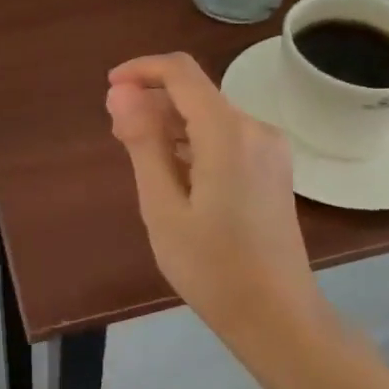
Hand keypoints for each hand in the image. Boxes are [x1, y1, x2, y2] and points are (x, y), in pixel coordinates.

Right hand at [105, 53, 324, 342]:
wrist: (279, 319)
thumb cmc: (213, 269)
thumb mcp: (163, 207)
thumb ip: (142, 142)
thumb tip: (121, 92)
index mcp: (228, 132)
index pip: (181, 72)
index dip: (141, 70)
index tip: (109, 89)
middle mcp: (255, 128)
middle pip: (196, 93)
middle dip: (153, 102)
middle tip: (118, 138)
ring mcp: (270, 148)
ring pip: (210, 115)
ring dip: (172, 125)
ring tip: (141, 159)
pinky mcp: (273, 167)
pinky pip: (226, 136)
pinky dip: (195, 142)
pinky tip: (176, 174)